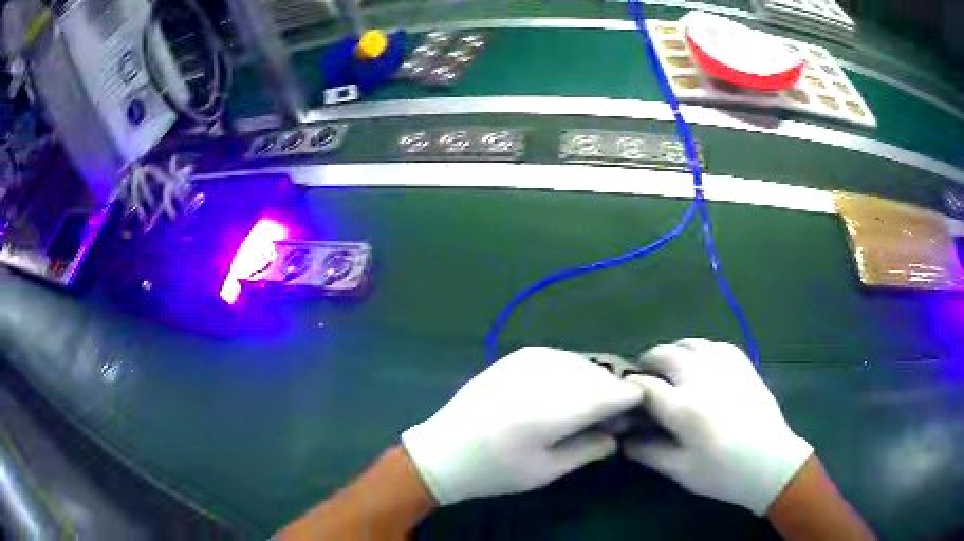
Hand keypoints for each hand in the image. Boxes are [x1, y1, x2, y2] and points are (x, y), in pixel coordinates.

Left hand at [402, 347, 642, 504]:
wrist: (444, 449)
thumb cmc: (495, 470)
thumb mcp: (545, 471)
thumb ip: (588, 450)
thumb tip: (618, 435)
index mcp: (550, 413)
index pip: (608, 395)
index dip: (631, 398)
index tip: (640, 407)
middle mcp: (542, 379)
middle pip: (597, 376)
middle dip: (614, 390)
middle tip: (616, 413)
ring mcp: (526, 362)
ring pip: (580, 363)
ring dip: (596, 379)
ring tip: (594, 402)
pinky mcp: (515, 357)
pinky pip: (559, 356)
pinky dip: (574, 369)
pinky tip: (571, 386)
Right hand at [623, 339, 812, 515]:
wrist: (771, 463)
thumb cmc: (723, 473)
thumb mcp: (681, 471)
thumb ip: (649, 452)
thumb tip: (624, 440)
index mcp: (683, 407)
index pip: (644, 386)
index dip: (629, 388)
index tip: (624, 396)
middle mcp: (701, 378)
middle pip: (665, 354)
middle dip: (648, 362)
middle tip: (645, 378)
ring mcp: (725, 366)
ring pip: (689, 343)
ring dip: (673, 352)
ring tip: (671, 369)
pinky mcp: (742, 364)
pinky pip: (714, 345)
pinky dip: (699, 350)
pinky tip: (700, 365)